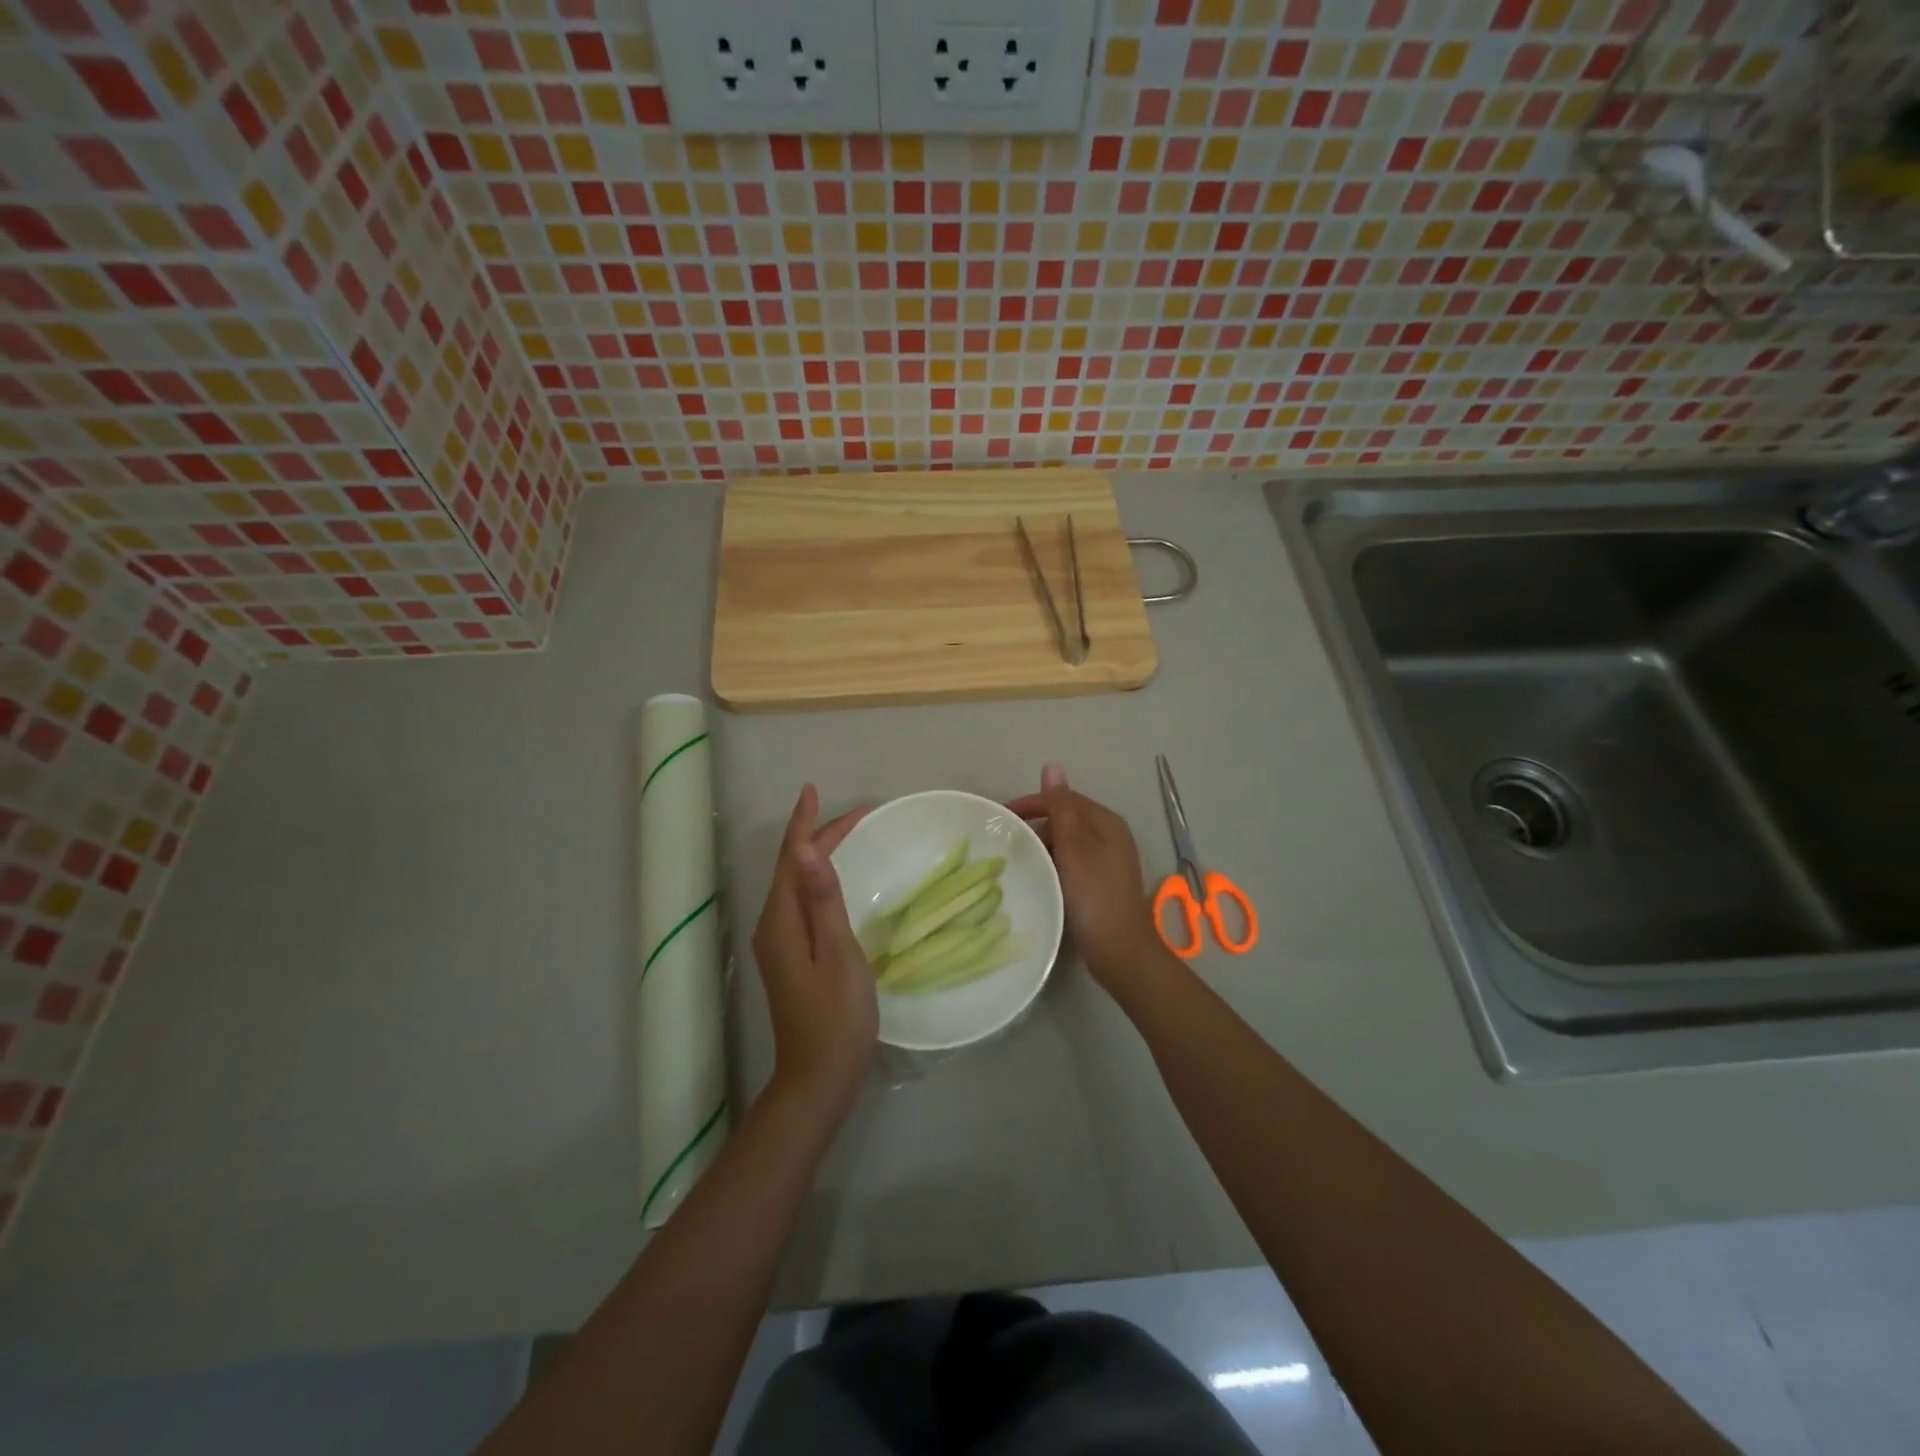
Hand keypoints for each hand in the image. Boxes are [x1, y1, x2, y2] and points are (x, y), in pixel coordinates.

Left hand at [752, 785, 876, 1115]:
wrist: (818, 1077)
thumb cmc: (836, 1016)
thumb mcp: (838, 953)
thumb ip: (823, 900)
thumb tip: (804, 850)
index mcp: (781, 921)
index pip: (789, 858)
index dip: (803, 823)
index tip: (815, 790)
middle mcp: (772, 926)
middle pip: (791, 868)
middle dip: (817, 835)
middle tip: (857, 814)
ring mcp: (778, 944)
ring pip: (795, 884)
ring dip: (817, 855)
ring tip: (846, 833)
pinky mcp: (789, 957)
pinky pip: (800, 903)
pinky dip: (818, 880)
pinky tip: (832, 880)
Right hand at [1008, 764, 1165, 991]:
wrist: (1120, 950)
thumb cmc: (1094, 894)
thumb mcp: (1073, 845)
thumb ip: (1060, 806)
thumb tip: (1052, 766)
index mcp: (1106, 822)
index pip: (1064, 799)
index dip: (1032, 804)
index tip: (1002, 819)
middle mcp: (1110, 836)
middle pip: (1066, 819)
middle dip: (1036, 827)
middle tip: (1007, 844)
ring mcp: (1107, 861)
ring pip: (1067, 843)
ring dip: (1043, 848)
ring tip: (1018, 862)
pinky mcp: (1101, 884)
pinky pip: (1071, 863)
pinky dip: (1053, 865)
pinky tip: (1039, 878)